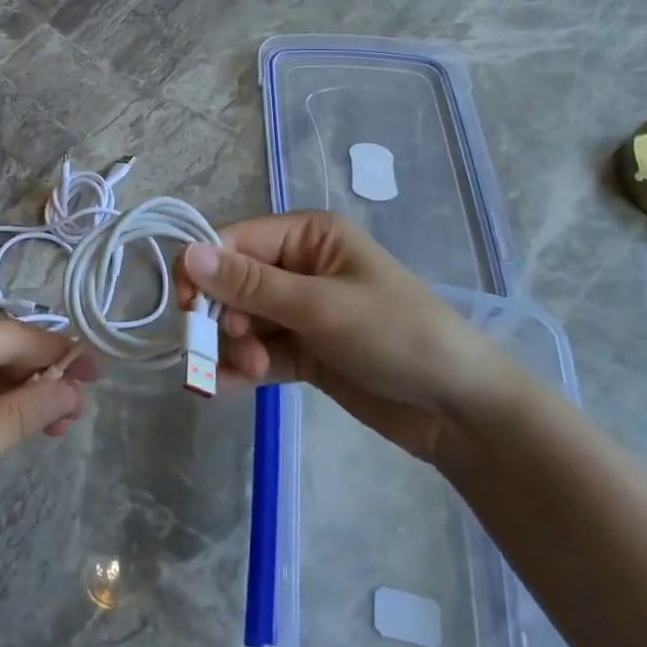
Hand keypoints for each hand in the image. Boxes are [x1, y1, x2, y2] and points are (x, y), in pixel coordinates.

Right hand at [183, 212, 523, 463]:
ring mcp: (302, 311)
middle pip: (233, 284)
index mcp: (308, 235)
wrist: (460, 410)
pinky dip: (243, 367)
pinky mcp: (305, 351)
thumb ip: (249, 284)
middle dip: (225, 318)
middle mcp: (300, 265)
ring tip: (254, 372)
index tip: (186, 310)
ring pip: (242, 321)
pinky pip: (259, 351)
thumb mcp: (320, 306)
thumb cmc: (396, 336)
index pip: (235, 241)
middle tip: (240, 351)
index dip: (204, 271)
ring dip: (236, 346)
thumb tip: (187, 253)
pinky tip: (232, 387)